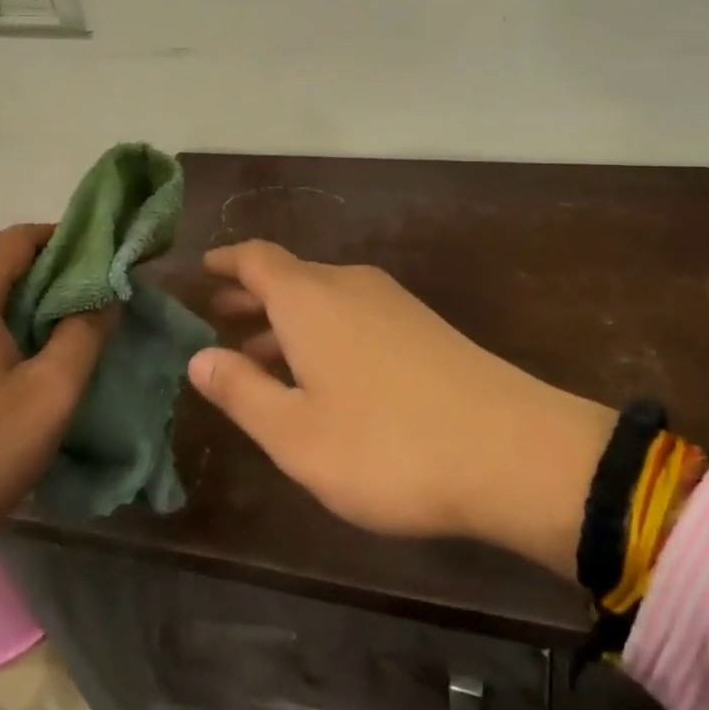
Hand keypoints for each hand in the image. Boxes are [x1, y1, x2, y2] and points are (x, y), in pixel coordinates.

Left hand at [0, 224, 112, 666]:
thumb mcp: (51, 395)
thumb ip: (85, 335)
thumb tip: (107, 298)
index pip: (14, 239)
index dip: (59, 237)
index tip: (98, 254)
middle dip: (28, 251)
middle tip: (72, 276)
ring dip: (3, 277)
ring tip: (47, 306)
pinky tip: (7, 341)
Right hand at [190, 240, 614, 580]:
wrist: (509, 450)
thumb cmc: (385, 446)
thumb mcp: (295, 434)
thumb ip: (241, 392)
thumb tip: (199, 358)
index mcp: (309, 299)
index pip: (256, 259)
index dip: (226, 262)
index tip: (202, 271)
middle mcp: (348, 285)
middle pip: (289, 276)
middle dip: (251, 294)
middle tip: (219, 317)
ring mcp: (391, 302)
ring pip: (322, 297)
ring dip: (286, 318)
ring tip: (260, 353)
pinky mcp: (421, 325)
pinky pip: (352, 313)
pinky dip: (321, 330)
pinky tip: (322, 372)